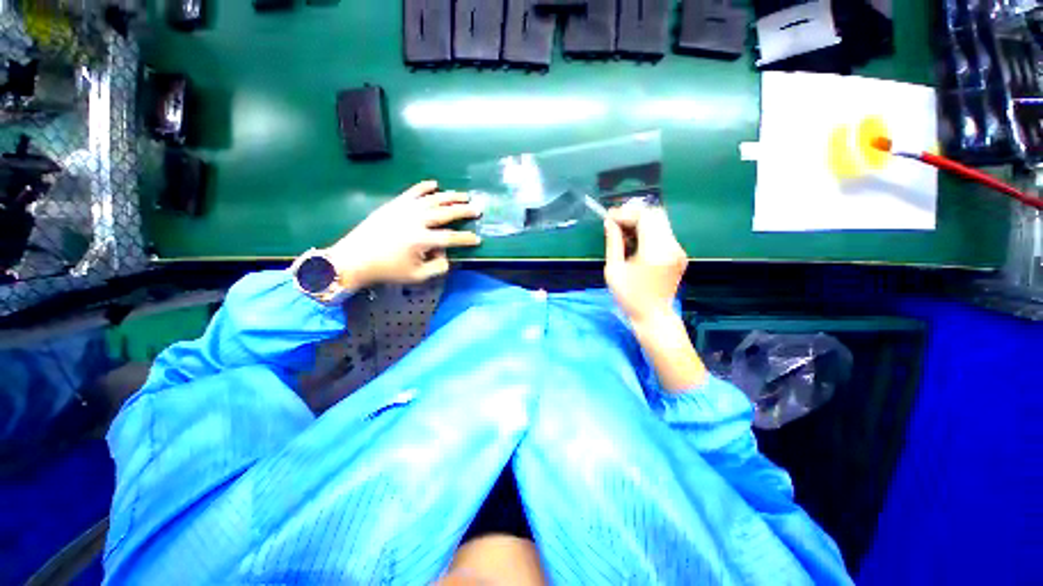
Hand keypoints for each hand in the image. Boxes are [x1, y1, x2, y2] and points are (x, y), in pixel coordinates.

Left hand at [325, 180, 481, 289]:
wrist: (355, 259)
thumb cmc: (387, 270)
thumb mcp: (416, 276)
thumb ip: (437, 267)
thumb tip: (446, 255)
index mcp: (421, 240)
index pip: (451, 238)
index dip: (466, 239)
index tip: (478, 239)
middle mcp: (415, 221)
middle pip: (445, 213)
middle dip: (464, 211)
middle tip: (477, 209)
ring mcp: (403, 210)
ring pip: (432, 199)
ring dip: (450, 196)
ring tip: (463, 195)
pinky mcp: (394, 205)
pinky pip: (412, 192)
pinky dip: (424, 187)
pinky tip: (435, 184)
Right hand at [603, 203, 687, 325]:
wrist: (653, 316)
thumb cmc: (630, 297)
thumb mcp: (614, 270)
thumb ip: (613, 243)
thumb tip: (609, 223)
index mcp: (655, 250)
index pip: (644, 217)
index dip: (625, 213)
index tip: (609, 217)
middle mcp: (672, 246)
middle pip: (656, 215)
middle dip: (634, 214)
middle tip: (616, 222)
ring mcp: (678, 250)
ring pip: (661, 222)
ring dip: (641, 222)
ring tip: (623, 232)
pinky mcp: (679, 255)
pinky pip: (664, 233)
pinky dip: (648, 231)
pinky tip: (635, 242)